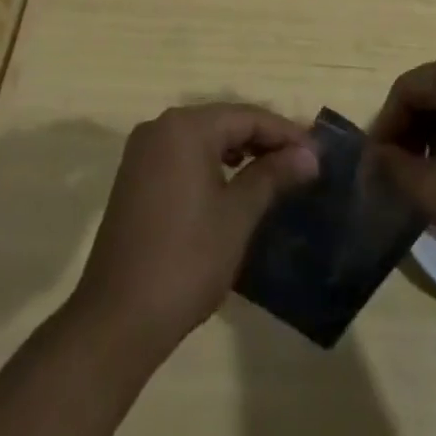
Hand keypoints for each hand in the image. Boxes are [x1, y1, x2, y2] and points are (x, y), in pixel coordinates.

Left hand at [71, 103, 317, 357]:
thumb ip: (272, 176)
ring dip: (238, 150)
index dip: (285, 133)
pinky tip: (231, 184)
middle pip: (223, 121)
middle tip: (301, 162)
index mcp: (185, 127)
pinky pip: (182, 155)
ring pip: (202, 138)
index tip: (317, 153)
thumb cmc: (186, 260)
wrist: (117, 318)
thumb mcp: (237, 216)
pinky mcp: (134, 177)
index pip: (246, 116)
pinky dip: (211, 163)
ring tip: (273, 172)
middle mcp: (160, 127)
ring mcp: (143, 152)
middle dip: (263, 139)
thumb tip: (309, 155)